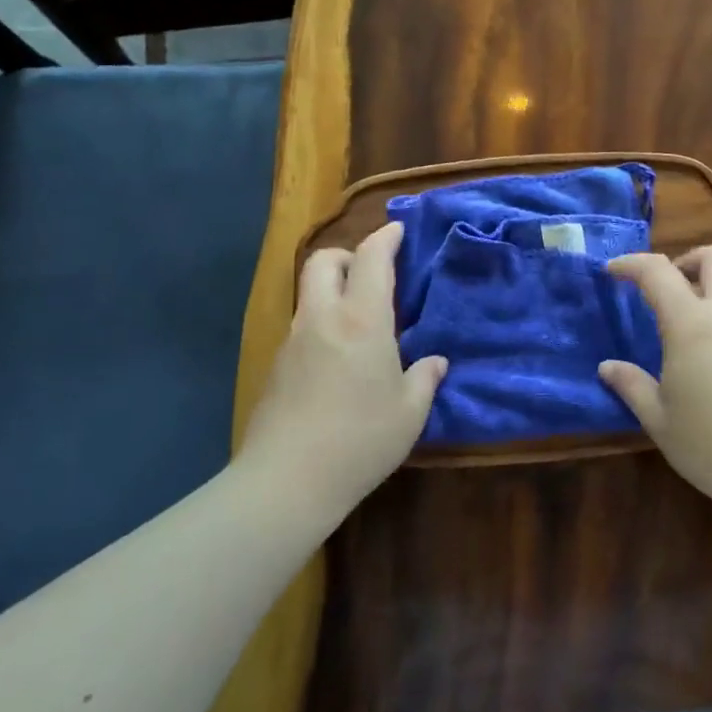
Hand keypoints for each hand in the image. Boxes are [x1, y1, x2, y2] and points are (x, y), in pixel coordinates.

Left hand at [236, 222, 446, 522]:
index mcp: (362, 320)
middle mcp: (323, 318)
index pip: (371, 259)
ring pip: (309, 293)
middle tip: (371, 274)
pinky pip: (301, 325)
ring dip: (332, 290)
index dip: (385, 237)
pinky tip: (337, 359)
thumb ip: (424, 379)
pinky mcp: (276, 365)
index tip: (397, 230)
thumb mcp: (409, 412)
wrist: (287, 481)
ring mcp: (293, 340)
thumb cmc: (360, 440)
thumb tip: (435, 362)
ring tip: (358, 320)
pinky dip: (321, 323)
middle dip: (347, 255)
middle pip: (324, 260)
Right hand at [602, 247, 711, 525]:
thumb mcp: (660, 420)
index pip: (658, 271)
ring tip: (680, 332)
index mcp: (692, 324)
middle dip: (685, 259)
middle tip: (663, 290)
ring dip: (704, 291)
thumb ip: (632, 386)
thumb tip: (608, 368)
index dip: (631, 264)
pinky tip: (708, 362)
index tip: (612, 271)